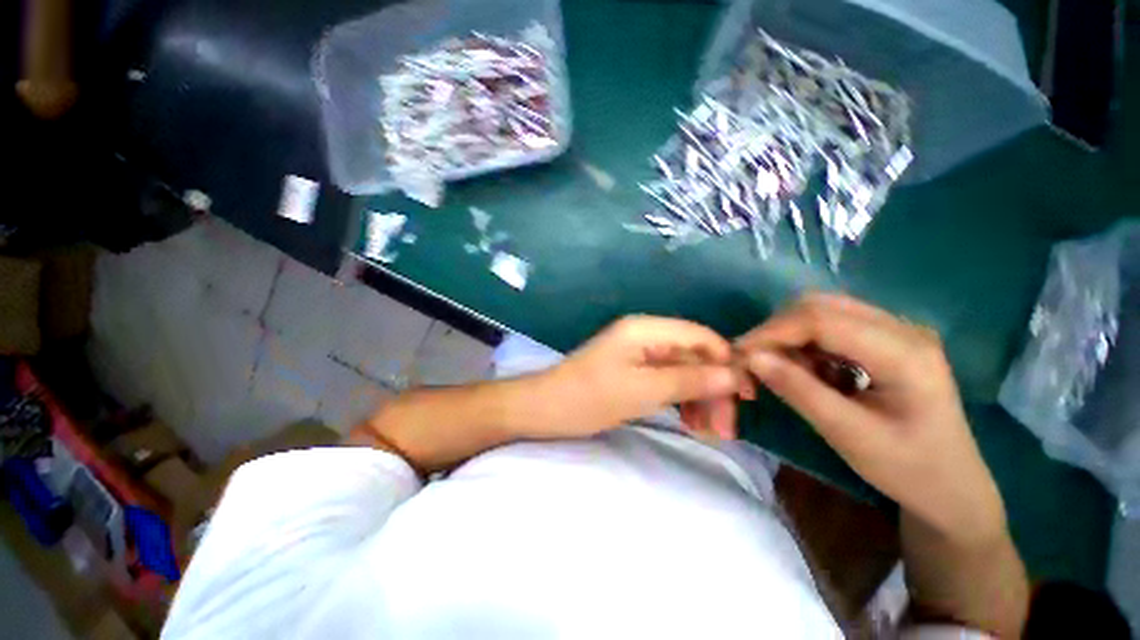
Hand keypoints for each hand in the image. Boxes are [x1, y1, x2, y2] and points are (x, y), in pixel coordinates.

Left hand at [541, 316, 745, 439]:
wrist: (545, 408)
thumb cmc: (591, 397)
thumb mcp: (644, 390)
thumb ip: (690, 380)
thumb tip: (734, 375)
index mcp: (646, 329)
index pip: (700, 336)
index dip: (727, 360)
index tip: (746, 395)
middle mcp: (645, 334)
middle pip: (693, 355)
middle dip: (713, 388)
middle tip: (726, 429)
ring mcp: (638, 353)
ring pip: (682, 371)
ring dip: (699, 397)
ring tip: (710, 432)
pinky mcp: (632, 370)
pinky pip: (666, 380)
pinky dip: (681, 399)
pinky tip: (691, 421)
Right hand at [737, 294, 1005, 544]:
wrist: (952, 488)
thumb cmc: (908, 469)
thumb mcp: (848, 435)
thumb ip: (798, 390)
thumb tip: (750, 358)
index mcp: (905, 352)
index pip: (821, 319)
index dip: (772, 332)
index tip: (739, 355)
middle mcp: (903, 328)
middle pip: (820, 306)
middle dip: (777, 330)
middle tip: (753, 360)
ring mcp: (897, 331)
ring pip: (823, 311)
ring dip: (790, 335)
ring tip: (777, 367)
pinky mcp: (887, 340)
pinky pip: (832, 326)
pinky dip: (805, 343)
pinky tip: (804, 368)